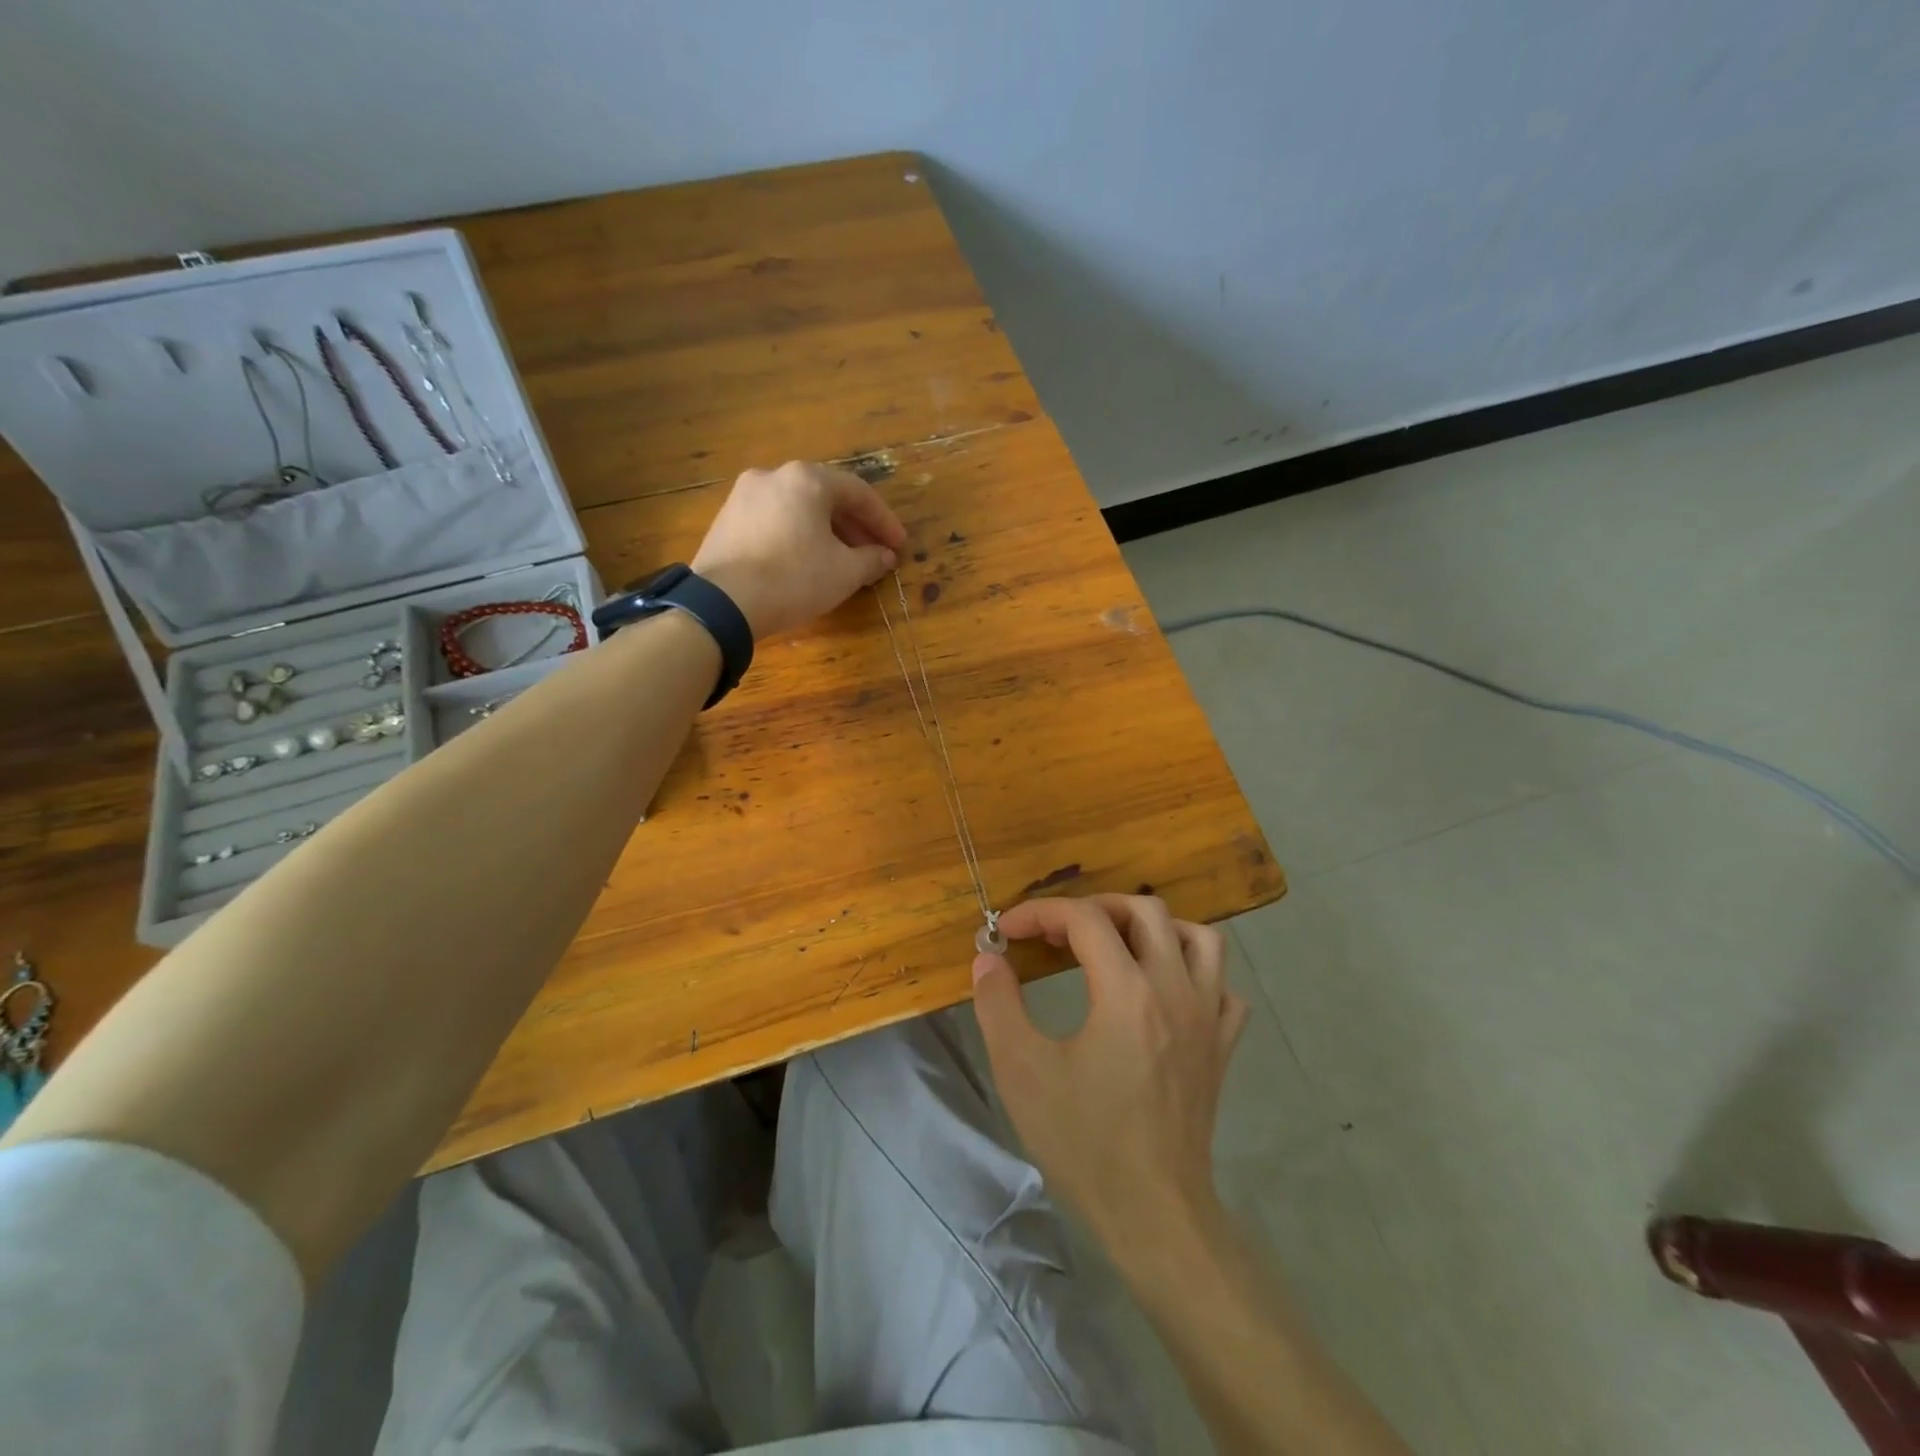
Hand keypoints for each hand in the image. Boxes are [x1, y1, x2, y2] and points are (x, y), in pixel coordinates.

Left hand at [691, 461, 907, 638]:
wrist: (722, 603)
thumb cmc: (793, 579)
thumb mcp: (844, 573)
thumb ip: (871, 560)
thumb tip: (884, 556)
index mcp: (807, 479)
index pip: (858, 493)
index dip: (884, 522)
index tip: (899, 546)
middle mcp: (773, 476)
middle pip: (826, 497)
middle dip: (854, 526)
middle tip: (873, 553)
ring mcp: (743, 496)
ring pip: (798, 509)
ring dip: (826, 532)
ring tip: (842, 561)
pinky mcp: (725, 521)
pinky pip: (774, 522)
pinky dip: (797, 537)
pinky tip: (805, 563)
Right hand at [971, 894, 1251, 1247]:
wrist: (1154, 1214)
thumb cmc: (1084, 1141)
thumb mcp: (1022, 1071)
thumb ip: (998, 1004)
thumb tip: (987, 959)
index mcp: (1126, 991)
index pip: (1084, 919)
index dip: (1040, 913)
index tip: (1007, 931)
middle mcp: (1175, 990)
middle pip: (1145, 910)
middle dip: (1095, 908)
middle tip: (1059, 933)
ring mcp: (1208, 1017)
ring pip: (1199, 938)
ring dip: (1154, 929)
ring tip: (1118, 946)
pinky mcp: (1223, 1047)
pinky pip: (1223, 987)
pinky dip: (1195, 974)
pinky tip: (1166, 992)